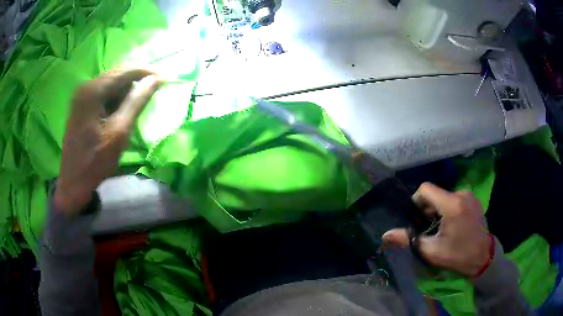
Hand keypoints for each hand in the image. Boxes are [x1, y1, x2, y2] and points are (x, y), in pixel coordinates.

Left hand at [55, 69, 161, 215]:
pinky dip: (113, 100)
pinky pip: (102, 94)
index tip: (164, 78)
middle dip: (134, 84)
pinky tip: (117, 114)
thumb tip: (156, 79)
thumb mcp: (119, 131)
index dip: (145, 73)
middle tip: (149, 96)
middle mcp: (85, 86)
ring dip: (123, 94)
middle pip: (116, 75)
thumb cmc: (96, 160)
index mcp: (93, 90)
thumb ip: (137, 101)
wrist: (73, 182)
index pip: (124, 72)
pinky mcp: (80, 105)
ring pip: (110, 84)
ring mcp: (81, 96)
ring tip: (130, 112)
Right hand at [382, 182, 491, 276]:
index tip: (416, 218)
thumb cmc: (457, 255)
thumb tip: (385, 235)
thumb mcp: (432, 251)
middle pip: (435, 193)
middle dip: (427, 208)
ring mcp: (469, 195)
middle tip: (427, 228)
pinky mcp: (473, 199)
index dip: (416, 201)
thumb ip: (409, 240)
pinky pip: (454, 198)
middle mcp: (461, 194)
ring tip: (440, 227)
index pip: (426, 188)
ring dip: (438, 209)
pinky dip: (448, 208)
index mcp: (452, 204)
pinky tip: (451, 224)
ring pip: (444, 196)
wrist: (483, 257)